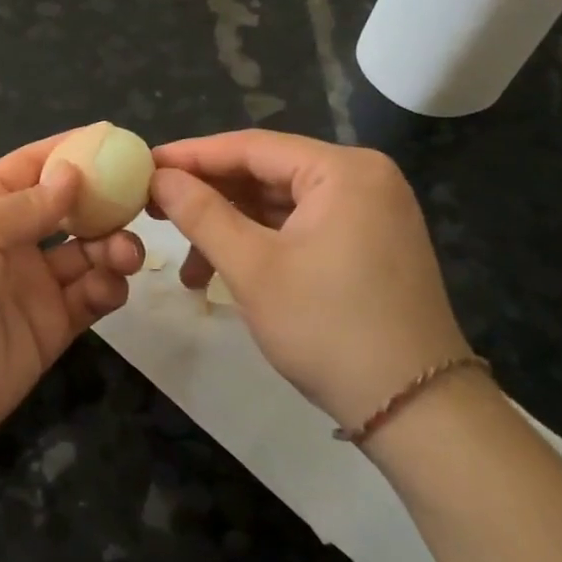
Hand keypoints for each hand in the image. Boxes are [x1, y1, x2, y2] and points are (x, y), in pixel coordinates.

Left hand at [0, 132, 144, 475]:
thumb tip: (72, 170)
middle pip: (68, 208)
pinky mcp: (50, 327)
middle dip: (104, 202)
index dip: (71, 150)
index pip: (32, 165)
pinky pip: (88, 297)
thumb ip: (26, 204)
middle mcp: (10, 240)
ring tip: (125, 254)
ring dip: (112, 246)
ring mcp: (31, 285)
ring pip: (86, 252)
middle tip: (142, 202)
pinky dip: (106, 287)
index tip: (118, 140)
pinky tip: (109, 287)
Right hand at [150, 131, 469, 431]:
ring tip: (186, 260)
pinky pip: (300, 226)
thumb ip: (201, 213)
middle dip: (208, 196)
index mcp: (344, 170)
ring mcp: (370, 212)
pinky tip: (224, 270)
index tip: (143, 166)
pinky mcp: (368, 244)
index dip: (191, 156)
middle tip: (154, 208)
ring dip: (229, 227)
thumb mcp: (252, 268)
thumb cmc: (329, 329)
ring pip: (279, 203)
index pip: (250, 147)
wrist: (418, 414)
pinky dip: (260, 243)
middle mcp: (362, 178)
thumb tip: (158, 176)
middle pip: (265, 172)